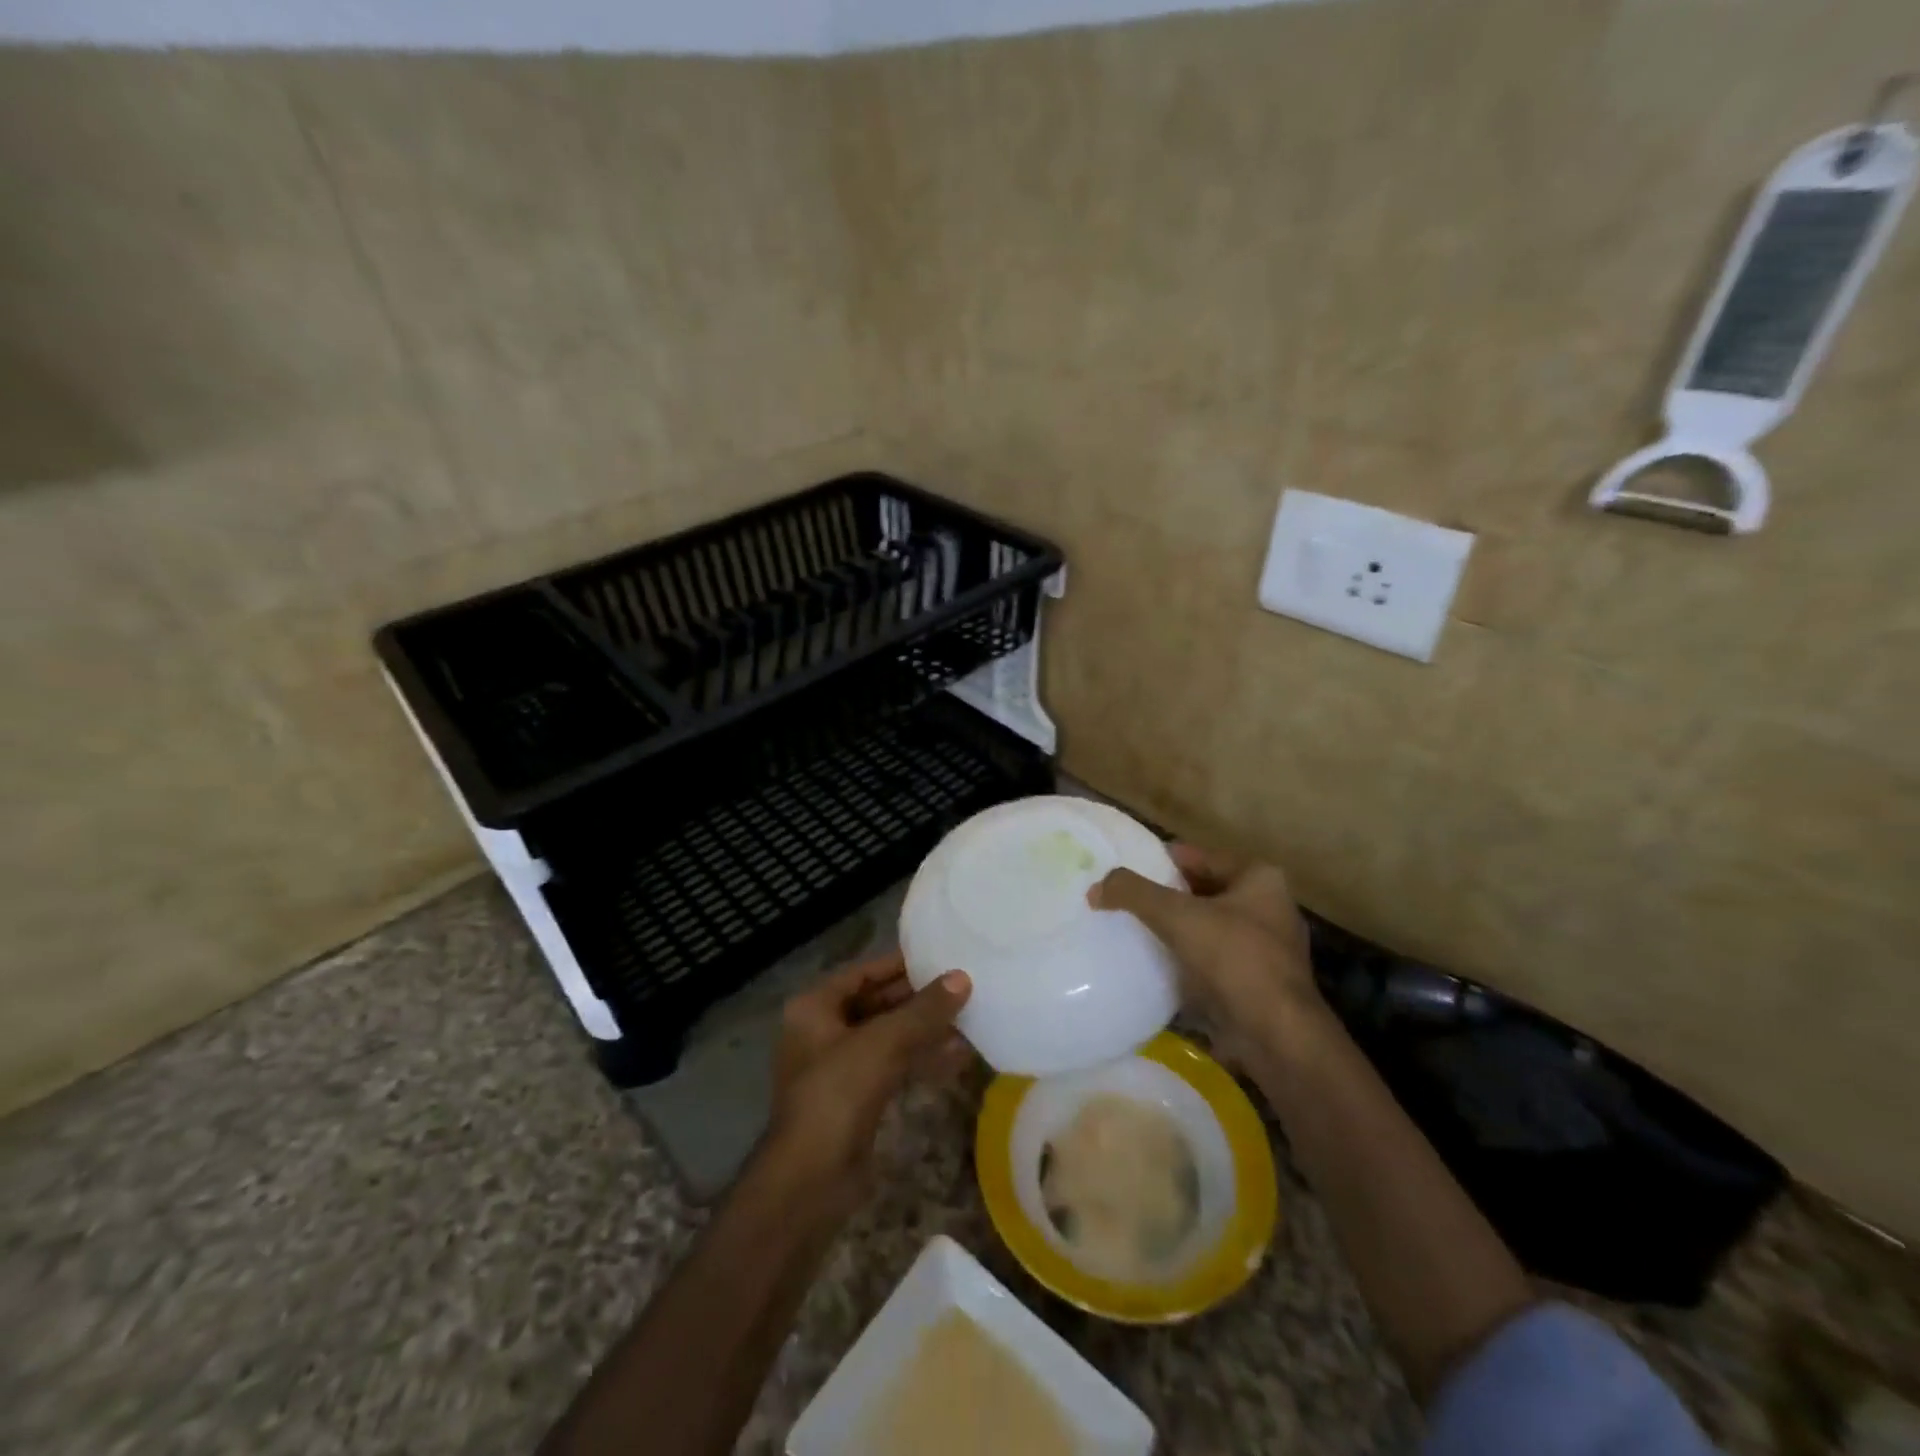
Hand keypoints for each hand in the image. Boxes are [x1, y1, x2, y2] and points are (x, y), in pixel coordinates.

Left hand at [764, 953, 971, 1209]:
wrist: (811, 1179)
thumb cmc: (837, 1093)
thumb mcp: (883, 1042)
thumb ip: (924, 1010)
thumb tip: (963, 977)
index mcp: (815, 1007)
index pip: (863, 972)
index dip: (900, 964)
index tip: (939, 956)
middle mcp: (823, 1031)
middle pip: (877, 1003)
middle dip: (918, 998)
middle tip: (962, 986)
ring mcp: (839, 1067)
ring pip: (888, 1037)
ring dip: (925, 1029)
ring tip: (969, 1016)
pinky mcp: (857, 1099)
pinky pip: (893, 1066)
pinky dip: (921, 1059)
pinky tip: (958, 1056)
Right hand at [1090, 843, 1318, 1040]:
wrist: (1275, 1036)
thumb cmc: (1233, 959)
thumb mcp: (1176, 915)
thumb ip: (1133, 893)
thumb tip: (1096, 888)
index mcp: (1259, 878)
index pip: (1198, 856)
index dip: (1160, 860)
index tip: (1124, 869)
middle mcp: (1268, 908)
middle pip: (1201, 891)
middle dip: (1165, 896)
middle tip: (1122, 900)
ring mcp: (1265, 949)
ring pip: (1205, 928)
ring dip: (1174, 930)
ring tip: (1131, 930)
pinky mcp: (1255, 984)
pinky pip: (1210, 960)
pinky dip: (1185, 960)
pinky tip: (1154, 965)